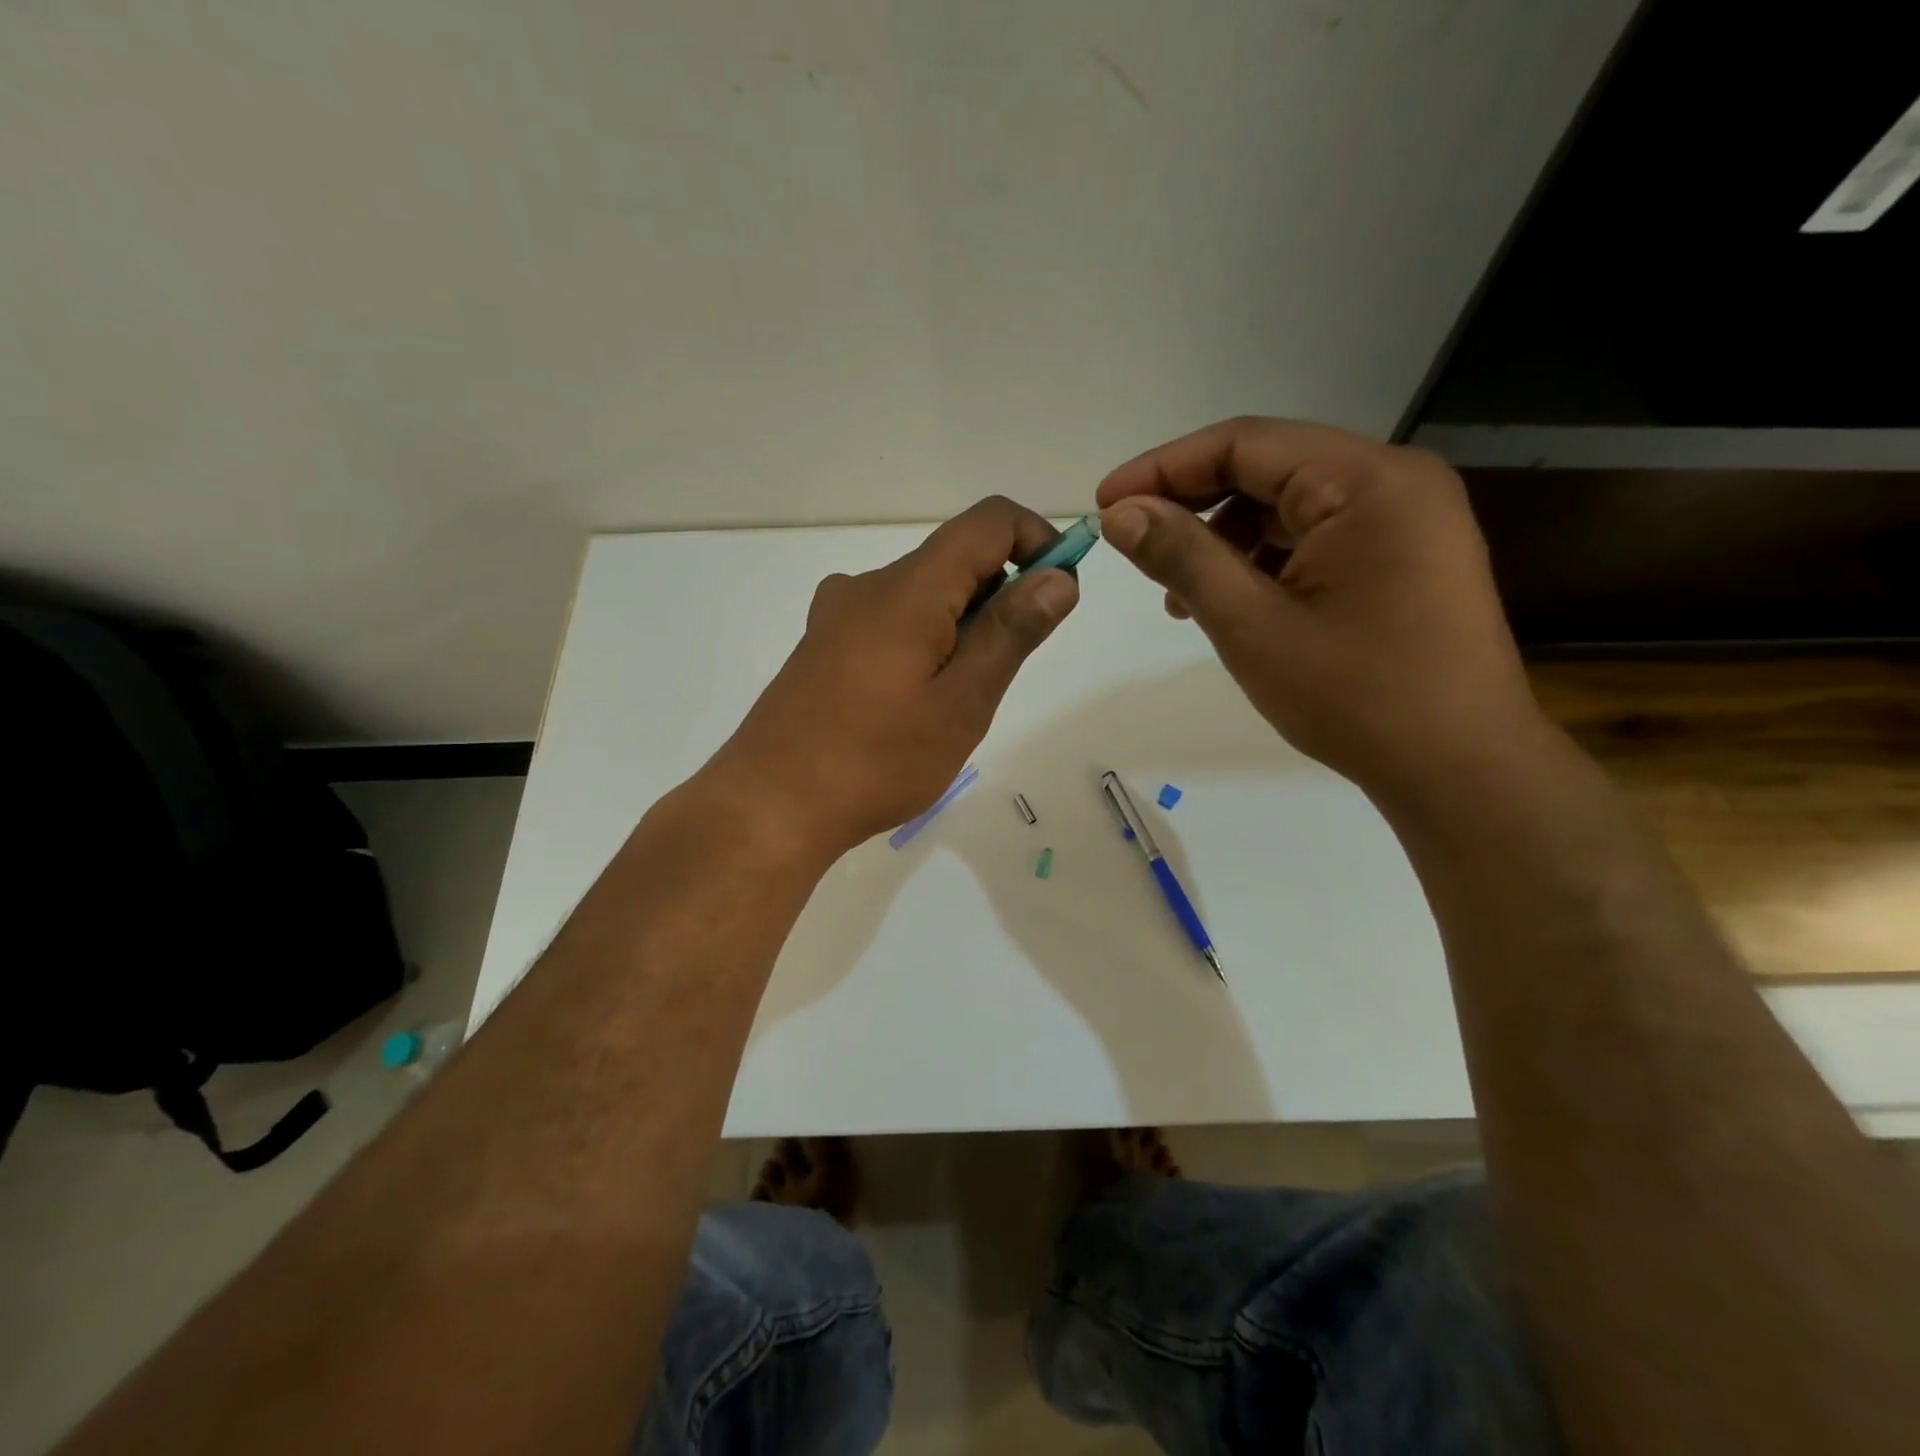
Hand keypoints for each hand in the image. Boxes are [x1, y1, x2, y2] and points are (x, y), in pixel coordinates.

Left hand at [709, 497, 1078, 858]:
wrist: (771, 806)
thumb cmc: (877, 760)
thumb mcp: (962, 703)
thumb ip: (1011, 632)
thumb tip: (1059, 576)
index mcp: (909, 588)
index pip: (988, 521)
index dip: (1037, 540)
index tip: (1059, 594)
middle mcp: (869, 585)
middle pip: (955, 558)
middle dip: (1000, 597)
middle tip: (1003, 674)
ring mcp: (838, 615)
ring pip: (923, 594)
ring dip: (962, 626)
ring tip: (956, 701)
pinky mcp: (823, 645)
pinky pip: (890, 620)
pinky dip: (924, 640)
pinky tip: (913, 702)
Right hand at [1096, 417, 1543, 798]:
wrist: (1459, 769)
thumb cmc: (1354, 696)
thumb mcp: (1250, 624)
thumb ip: (1182, 557)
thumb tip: (1120, 514)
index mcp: (1367, 480)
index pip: (1245, 443)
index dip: (1164, 468)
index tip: (1105, 503)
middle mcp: (1394, 481)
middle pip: (1268, 468)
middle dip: (1192, 505)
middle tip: (1132, 544)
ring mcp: (1405, 519)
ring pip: (1288, 506)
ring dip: (1223, 539)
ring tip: (1177, 595)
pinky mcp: (1402, 556)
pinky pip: (1315, 537)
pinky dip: (1262, 561)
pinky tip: (1230, 603)